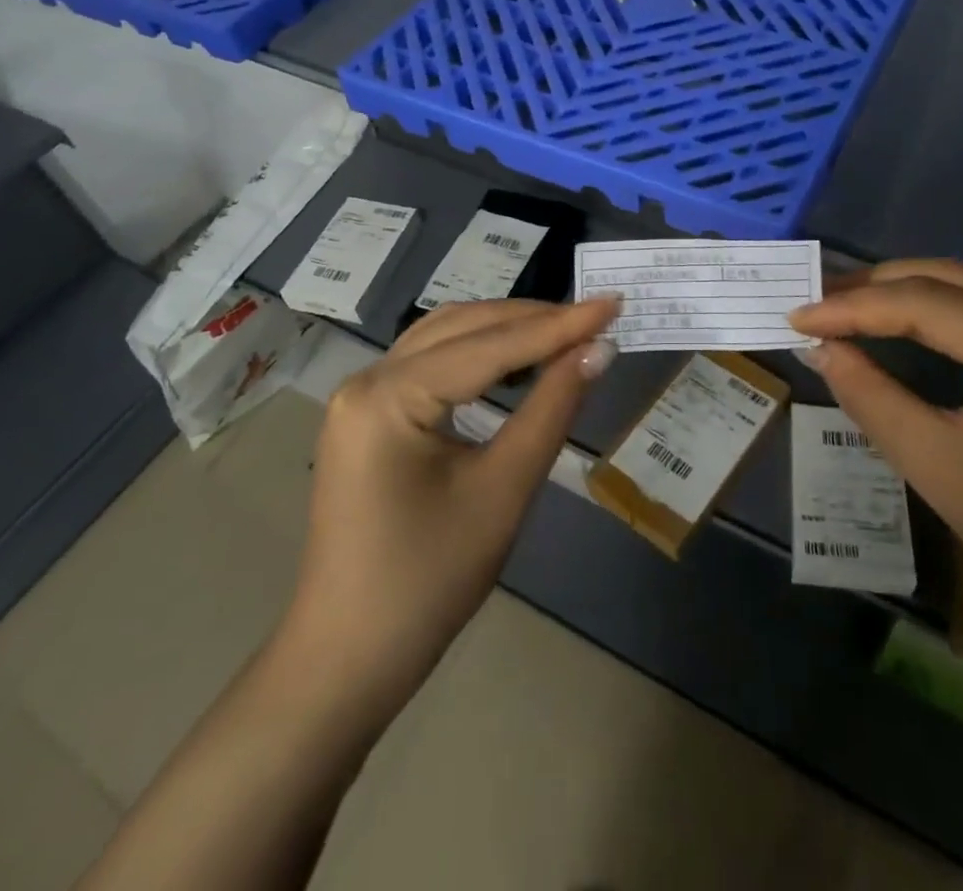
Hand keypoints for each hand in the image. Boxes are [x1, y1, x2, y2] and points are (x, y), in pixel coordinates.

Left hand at [278, 297, 618, 706]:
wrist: (349, 660)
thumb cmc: (428, 581)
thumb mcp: (502, 490)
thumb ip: (551, 409)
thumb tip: (597, 350)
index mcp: (388, 396)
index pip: (489, 345)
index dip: (558, 325)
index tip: (613, 303)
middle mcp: (367, 380)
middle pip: (463, 328)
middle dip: (532, 320)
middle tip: (596, 318)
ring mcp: (362, 397)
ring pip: (445, 338)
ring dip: (505, 330)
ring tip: (565, 331)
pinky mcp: (369, 416)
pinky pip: (430, 364)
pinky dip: (478, 353)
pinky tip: (515, 360)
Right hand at [788, 259, 962, 643]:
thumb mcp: (936, 467)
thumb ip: (871, 397)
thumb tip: (821, 349)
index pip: (925, 303)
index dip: (853, 307)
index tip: (797, 318)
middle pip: (949, 278)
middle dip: (876, 285)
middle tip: (816, 301)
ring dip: (905, 291)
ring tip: (846, 304)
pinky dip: (936, 309)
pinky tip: (902, 322)